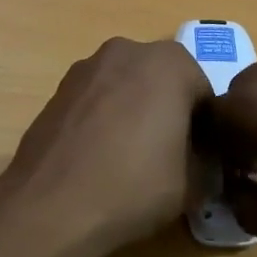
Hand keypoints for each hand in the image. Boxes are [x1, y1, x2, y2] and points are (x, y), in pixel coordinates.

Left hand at [0, 37, 212, 256]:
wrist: (50, 206)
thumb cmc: (133, 186)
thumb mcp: (192, 185)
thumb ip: (203, 162)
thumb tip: (197, 162)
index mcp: (170, 63)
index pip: (204, 94)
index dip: (207, 129)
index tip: (201, 160)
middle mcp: (128, 51)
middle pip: (164, 82)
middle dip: (170, 112)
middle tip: (169, 156)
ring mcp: (87, 66)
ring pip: (128, 87)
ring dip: (135, 111)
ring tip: (131, 158)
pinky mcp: (59, 88)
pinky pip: (97, 99)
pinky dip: (105, 118)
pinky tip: (100, 156)